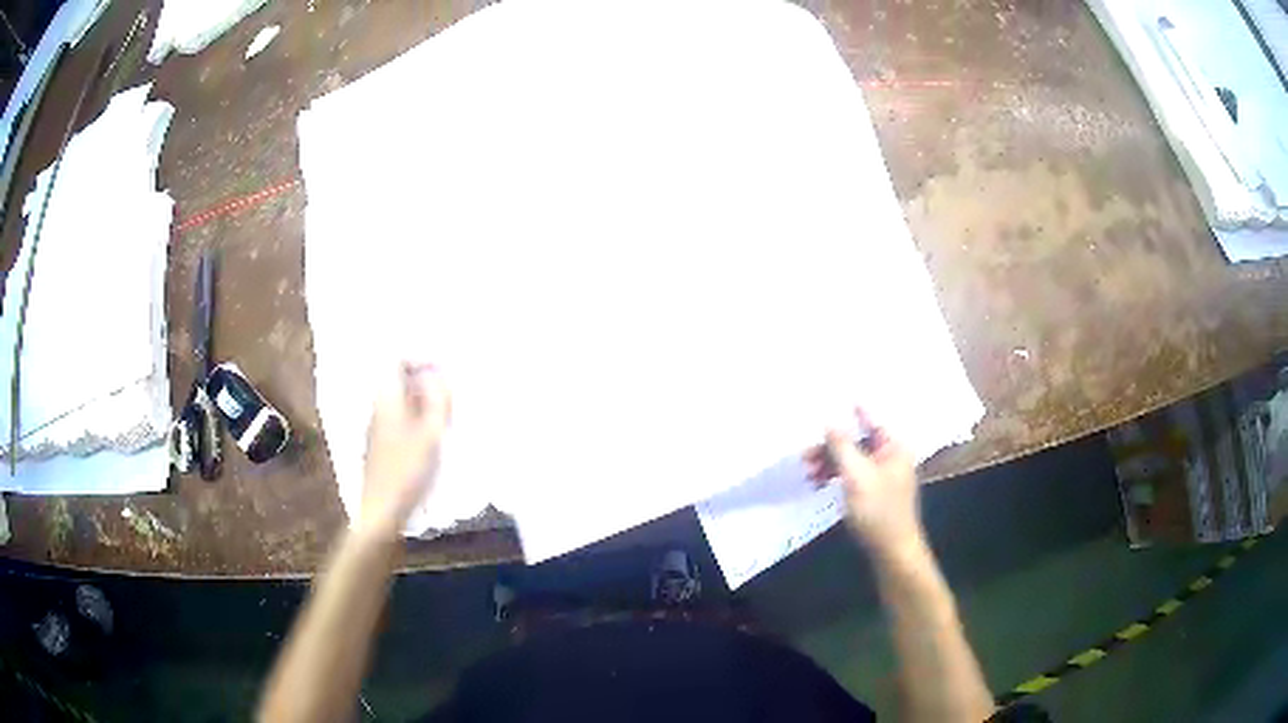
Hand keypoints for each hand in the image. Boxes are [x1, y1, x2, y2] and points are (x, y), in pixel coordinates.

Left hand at [360, 362, 451, 536]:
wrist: (382, 511)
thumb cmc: (407, 471)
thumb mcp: (430, 434)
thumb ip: (438, 401)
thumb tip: (442, 375)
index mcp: (387, 399)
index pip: (397, 361)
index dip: (420, 359)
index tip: (443, 368)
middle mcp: (378, 408)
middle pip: (399, 381)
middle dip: (425, 380)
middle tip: (450, 392)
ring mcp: (377, 428)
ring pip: (400, 401)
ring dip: (423, 401)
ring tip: (446, 414)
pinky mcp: (381, 446)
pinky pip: (400, 420)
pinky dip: (417, 419)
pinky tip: (432, 438)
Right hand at [804, 409, 923, 554]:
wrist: (892, 551)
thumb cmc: (878, 511)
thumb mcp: (857, 476)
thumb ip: (842, 446)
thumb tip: (828, 419)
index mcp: (893, 446)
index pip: (870, 419)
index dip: (848, 411)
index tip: (825, 402)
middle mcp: (889, 455)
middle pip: (856, 440)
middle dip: (830, 446)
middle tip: (805, 455)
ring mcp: (881, 474)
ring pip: (850, 458)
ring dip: (828, 462)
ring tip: (807, 473)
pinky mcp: (872, 490)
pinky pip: (850, 474)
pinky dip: (834, 476)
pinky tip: (817, 483)